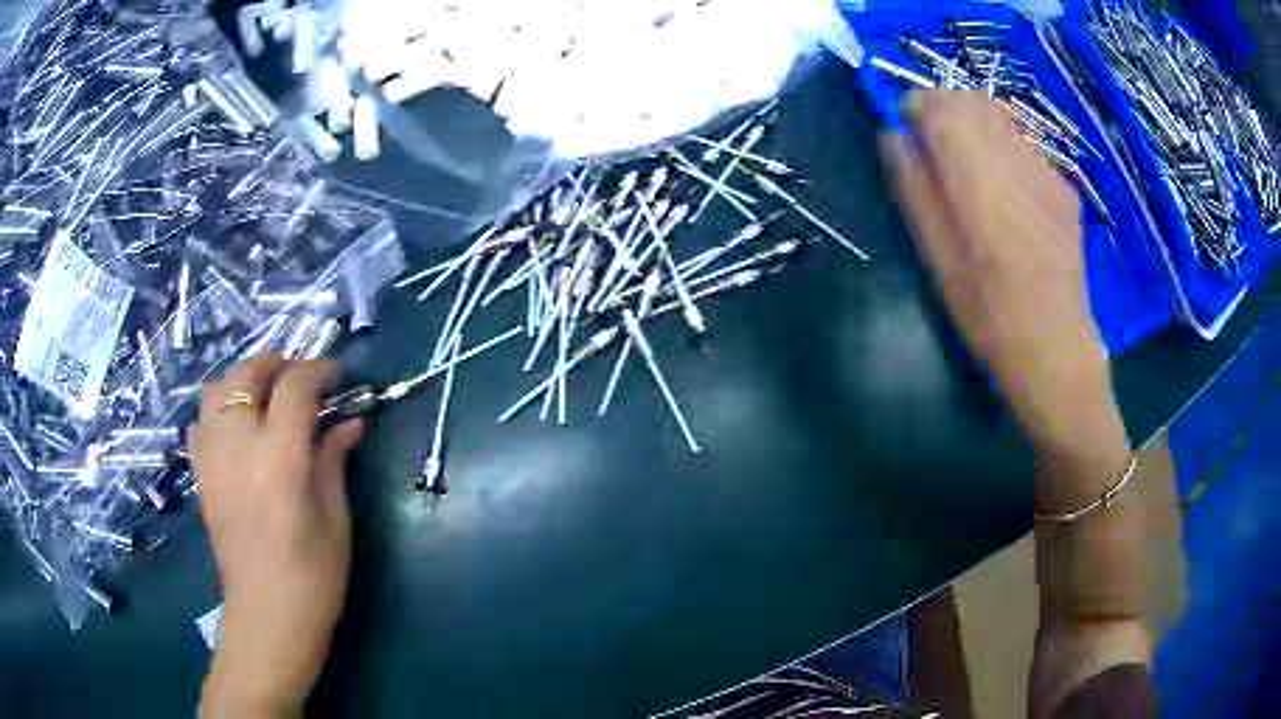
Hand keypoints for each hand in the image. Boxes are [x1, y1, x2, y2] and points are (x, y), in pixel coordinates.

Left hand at [190, 356, 363, 715]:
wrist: (267, 616)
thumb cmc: (313, 576)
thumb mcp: (336, 519)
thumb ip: (334, 461)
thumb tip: (350, 422)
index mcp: (279, 459)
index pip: (295, 386)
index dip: (319, 370)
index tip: (338, 377)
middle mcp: (238, 446)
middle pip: (247, 374)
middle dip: (277, 363)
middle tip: (301, 379)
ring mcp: (212, 458)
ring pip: (217, 388)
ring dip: (244, 381)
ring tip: (267, 397)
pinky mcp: (200, 475)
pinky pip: (201, 421)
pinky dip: (219, 409)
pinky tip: (237, 429)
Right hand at [879, 91, 1116, 452]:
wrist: (1054, 346)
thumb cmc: (987, 311)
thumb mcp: (937, 257)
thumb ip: (914, 189)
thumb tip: (893, 136)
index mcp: (976, 176)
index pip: (941, 106)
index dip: (918, 107)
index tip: (909, 129)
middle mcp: (1013, 160)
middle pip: (972, 100)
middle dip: (947, 109)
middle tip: (937, 144)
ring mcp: (1045, 172)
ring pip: (1002, 117)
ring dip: (977, 125)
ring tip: (972, 166)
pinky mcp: (1063, 188)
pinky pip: (1026, 145)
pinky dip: (1006, 148)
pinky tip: (1008, 190)